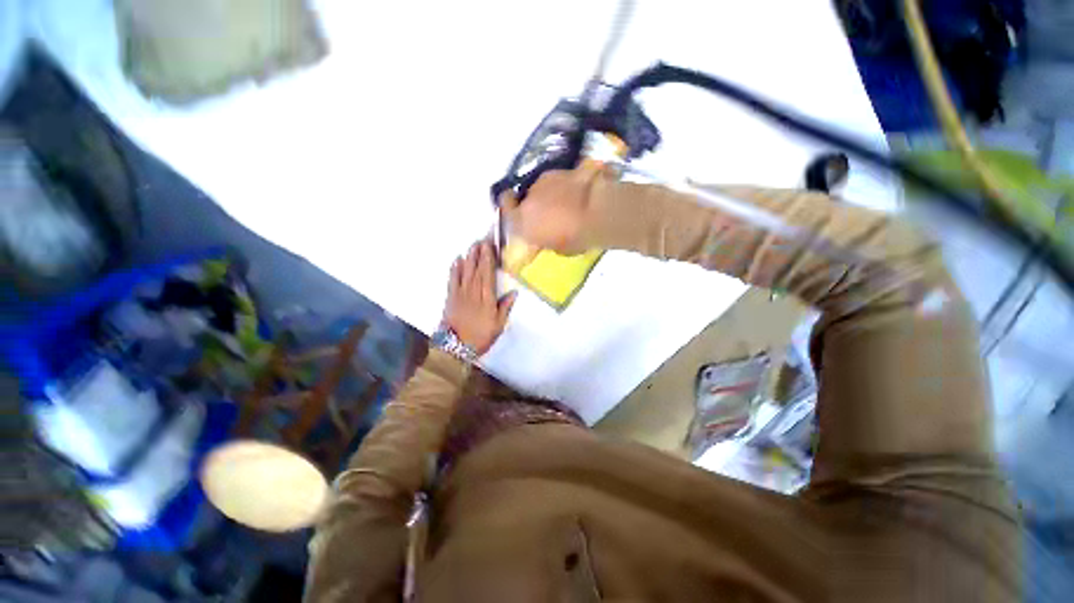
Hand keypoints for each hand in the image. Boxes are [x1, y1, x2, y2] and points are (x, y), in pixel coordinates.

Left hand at [442, 240, 516, 354]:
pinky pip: (452, 280)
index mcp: (487, 298)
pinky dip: (454, 269)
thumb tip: (514, 292)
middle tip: (482, 239)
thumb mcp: (498, 325)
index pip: (488, 274)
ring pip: (465, 271)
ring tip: (472, 245)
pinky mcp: (450, 297)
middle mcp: (473, 292)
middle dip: (479, 253)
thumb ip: (505, 307)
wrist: (456, 347)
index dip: (489, 259)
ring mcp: (460, 293)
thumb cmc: (481, 336)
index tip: (490, 246)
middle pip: (476, 269)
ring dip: (468, 257)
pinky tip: (457, 260)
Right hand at [499, 166, 602, 254]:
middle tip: (547, 213)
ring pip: (539, 189)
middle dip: (533, 205)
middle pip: (524, 199)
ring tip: (563, 202)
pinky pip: (554, 181)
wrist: (596, 211)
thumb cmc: (576, 238)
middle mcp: (526, 199)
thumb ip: (545, 239)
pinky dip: (560, 186)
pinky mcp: (558, 171)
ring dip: (547, 195)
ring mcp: (541, 182)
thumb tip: (546, 235)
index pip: (505, 208)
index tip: (516, 210)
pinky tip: (573, 193)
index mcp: (522, 222)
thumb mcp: (558, 248)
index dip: (509, 207)